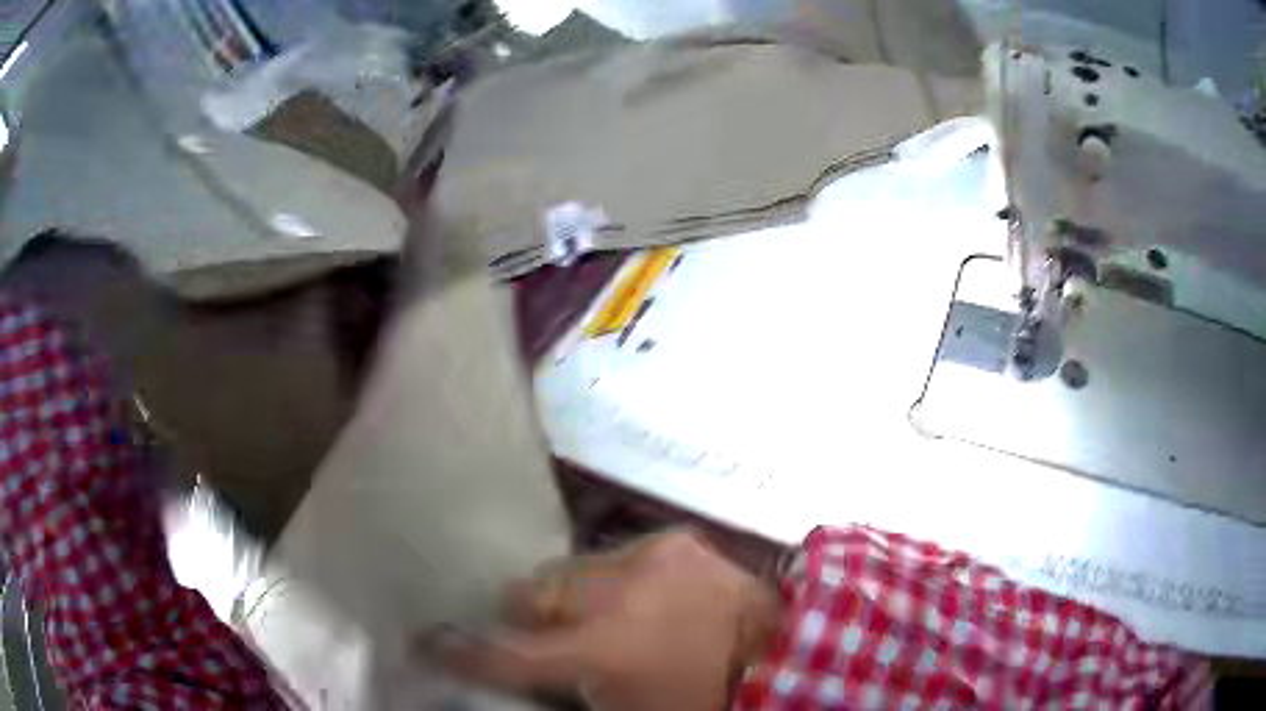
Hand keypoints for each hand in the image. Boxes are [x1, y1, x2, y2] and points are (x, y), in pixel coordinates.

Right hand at [427, 529, 783, 710]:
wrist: (780, 657)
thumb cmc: (698, 701)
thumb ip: (566, 692)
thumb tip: (529, 674)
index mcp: (598, 652)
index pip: (505, 653)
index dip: (462, 652)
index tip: (430, 643)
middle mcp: (612, 596)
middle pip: (529, 591)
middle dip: (534, 616)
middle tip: (557, 637)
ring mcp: (646, 559)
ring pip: (569, 568)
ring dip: (577, 595)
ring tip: (614, 617)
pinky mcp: (674, 540)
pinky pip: (617, 555)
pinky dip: (620, 579)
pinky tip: (651, 599)